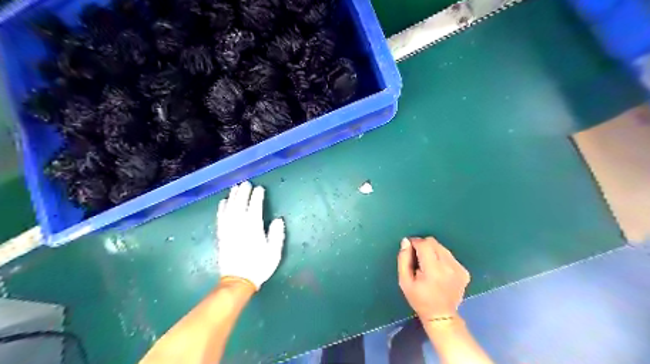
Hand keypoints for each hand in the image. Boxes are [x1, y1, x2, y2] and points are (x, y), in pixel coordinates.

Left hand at [217, 180, 284, 290]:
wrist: (238, 281)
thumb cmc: (259, 266)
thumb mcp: (274, 253)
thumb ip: (276, 235)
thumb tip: (278, 220)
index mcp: (253, 229)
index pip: (255, 207)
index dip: (257, 197)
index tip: (260, 188)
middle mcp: (239, 226)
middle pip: (240, 204)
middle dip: (243, 193)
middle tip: (246, 183)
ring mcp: (228, 230)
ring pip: (229, 209)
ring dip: (232, 197)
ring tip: (235, 188)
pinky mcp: (221, 236)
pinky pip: (220, 218)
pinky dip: (221, 208)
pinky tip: (223, 202)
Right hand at [399, 238, 469, 318]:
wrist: (441, 316)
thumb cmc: (419, 299)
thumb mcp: (404, 281)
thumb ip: (403, 259)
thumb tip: (406, 241)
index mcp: (433, 270)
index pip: (424, 244)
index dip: (415, 243)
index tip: (409, 249)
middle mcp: (449, 266)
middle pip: (434, 243)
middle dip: (423, 246)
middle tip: (418, 258)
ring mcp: (459, 269)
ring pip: (442, 248)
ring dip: (433, 252)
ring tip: (428, 266)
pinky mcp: (464, 271)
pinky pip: (449, 256)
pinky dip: (442, 258)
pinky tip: (439, 271)